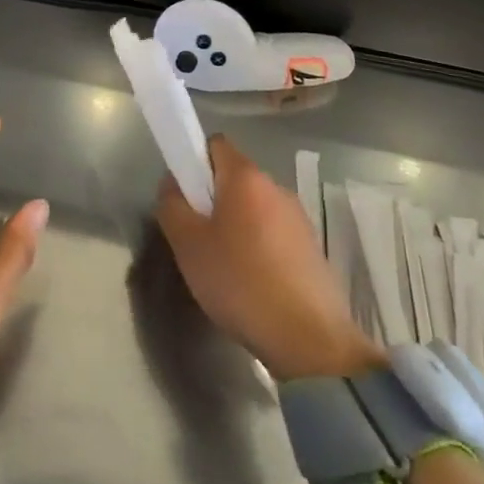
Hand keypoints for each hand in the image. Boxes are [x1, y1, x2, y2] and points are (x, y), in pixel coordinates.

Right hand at [156, 136, 383, 380]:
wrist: (309, 340)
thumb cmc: (240, 282)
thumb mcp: (188, 245)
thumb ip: (172, 206)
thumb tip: (173, 184)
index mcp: (246, 176)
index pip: (215, 144)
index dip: (194, 161)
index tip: (184, 195)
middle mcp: (276, 187)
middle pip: (235, 177)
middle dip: (213, 199)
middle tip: (197, 236)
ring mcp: (298, 217)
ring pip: (255, 208)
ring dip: (237, 225)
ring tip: (224, 266)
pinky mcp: (312, 248)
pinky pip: (274, 234)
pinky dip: (259, 248)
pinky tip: (251, 284)